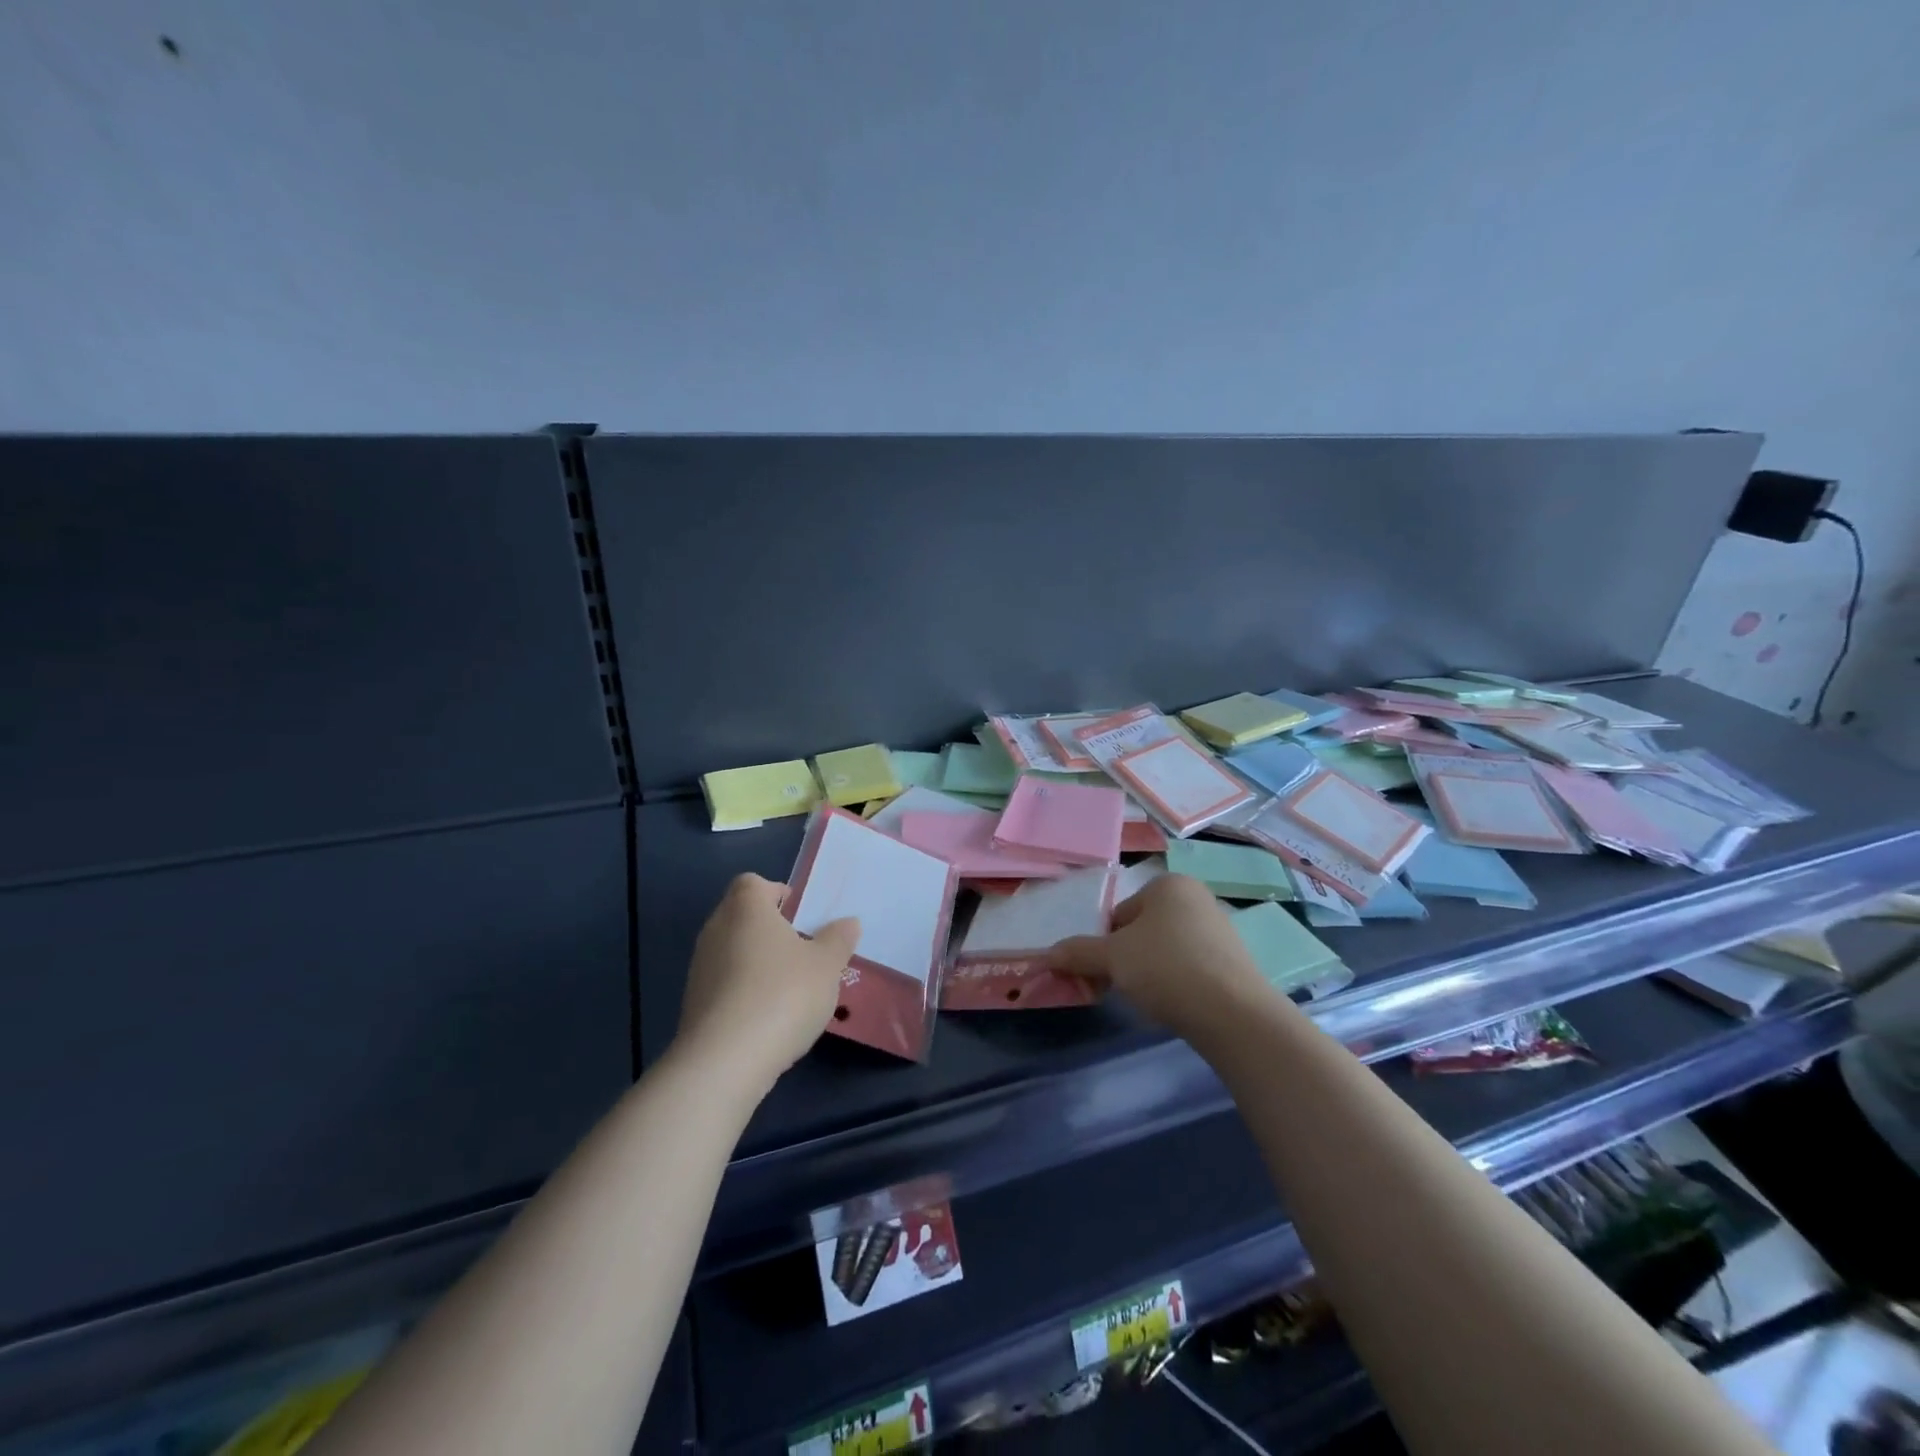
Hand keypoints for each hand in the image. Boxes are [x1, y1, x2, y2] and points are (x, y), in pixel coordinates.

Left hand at [673, 874, 860, 1099]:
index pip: (753, 883)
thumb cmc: (782, 995)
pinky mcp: (694, 1003)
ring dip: (758, 962)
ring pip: (733, 951)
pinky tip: (768, 1017)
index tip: (802, 916)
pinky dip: (744, 991)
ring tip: (790, 988)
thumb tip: (848, 922)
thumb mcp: (826, 965)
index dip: (777, 893)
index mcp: (746, 908)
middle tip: (804, 951)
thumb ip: (838, 940)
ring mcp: (700, 967)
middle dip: (771, 930)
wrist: (724, 1061)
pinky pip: (725, 984)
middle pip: (743, 916)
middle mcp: (716, 929)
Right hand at [1048, 874, 1274, 1039]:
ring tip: (1151, 998)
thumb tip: (1045, 954)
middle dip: (1128, 958)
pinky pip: (1191, 967)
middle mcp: (1196, 897)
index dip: (1105, 944)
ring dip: (1151, 971)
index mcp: (1168, 884)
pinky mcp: (1234, 962)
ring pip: (1165, 949)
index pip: (1119, 913)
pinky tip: (1176, 1004)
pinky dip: (1177, 982)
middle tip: (1122, 986)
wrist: (1234, 1013)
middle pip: (1142, 930)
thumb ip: (1077, 952)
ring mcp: (1219, 929)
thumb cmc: (1166, 968)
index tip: (1105, 972)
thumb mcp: (1112, 958)